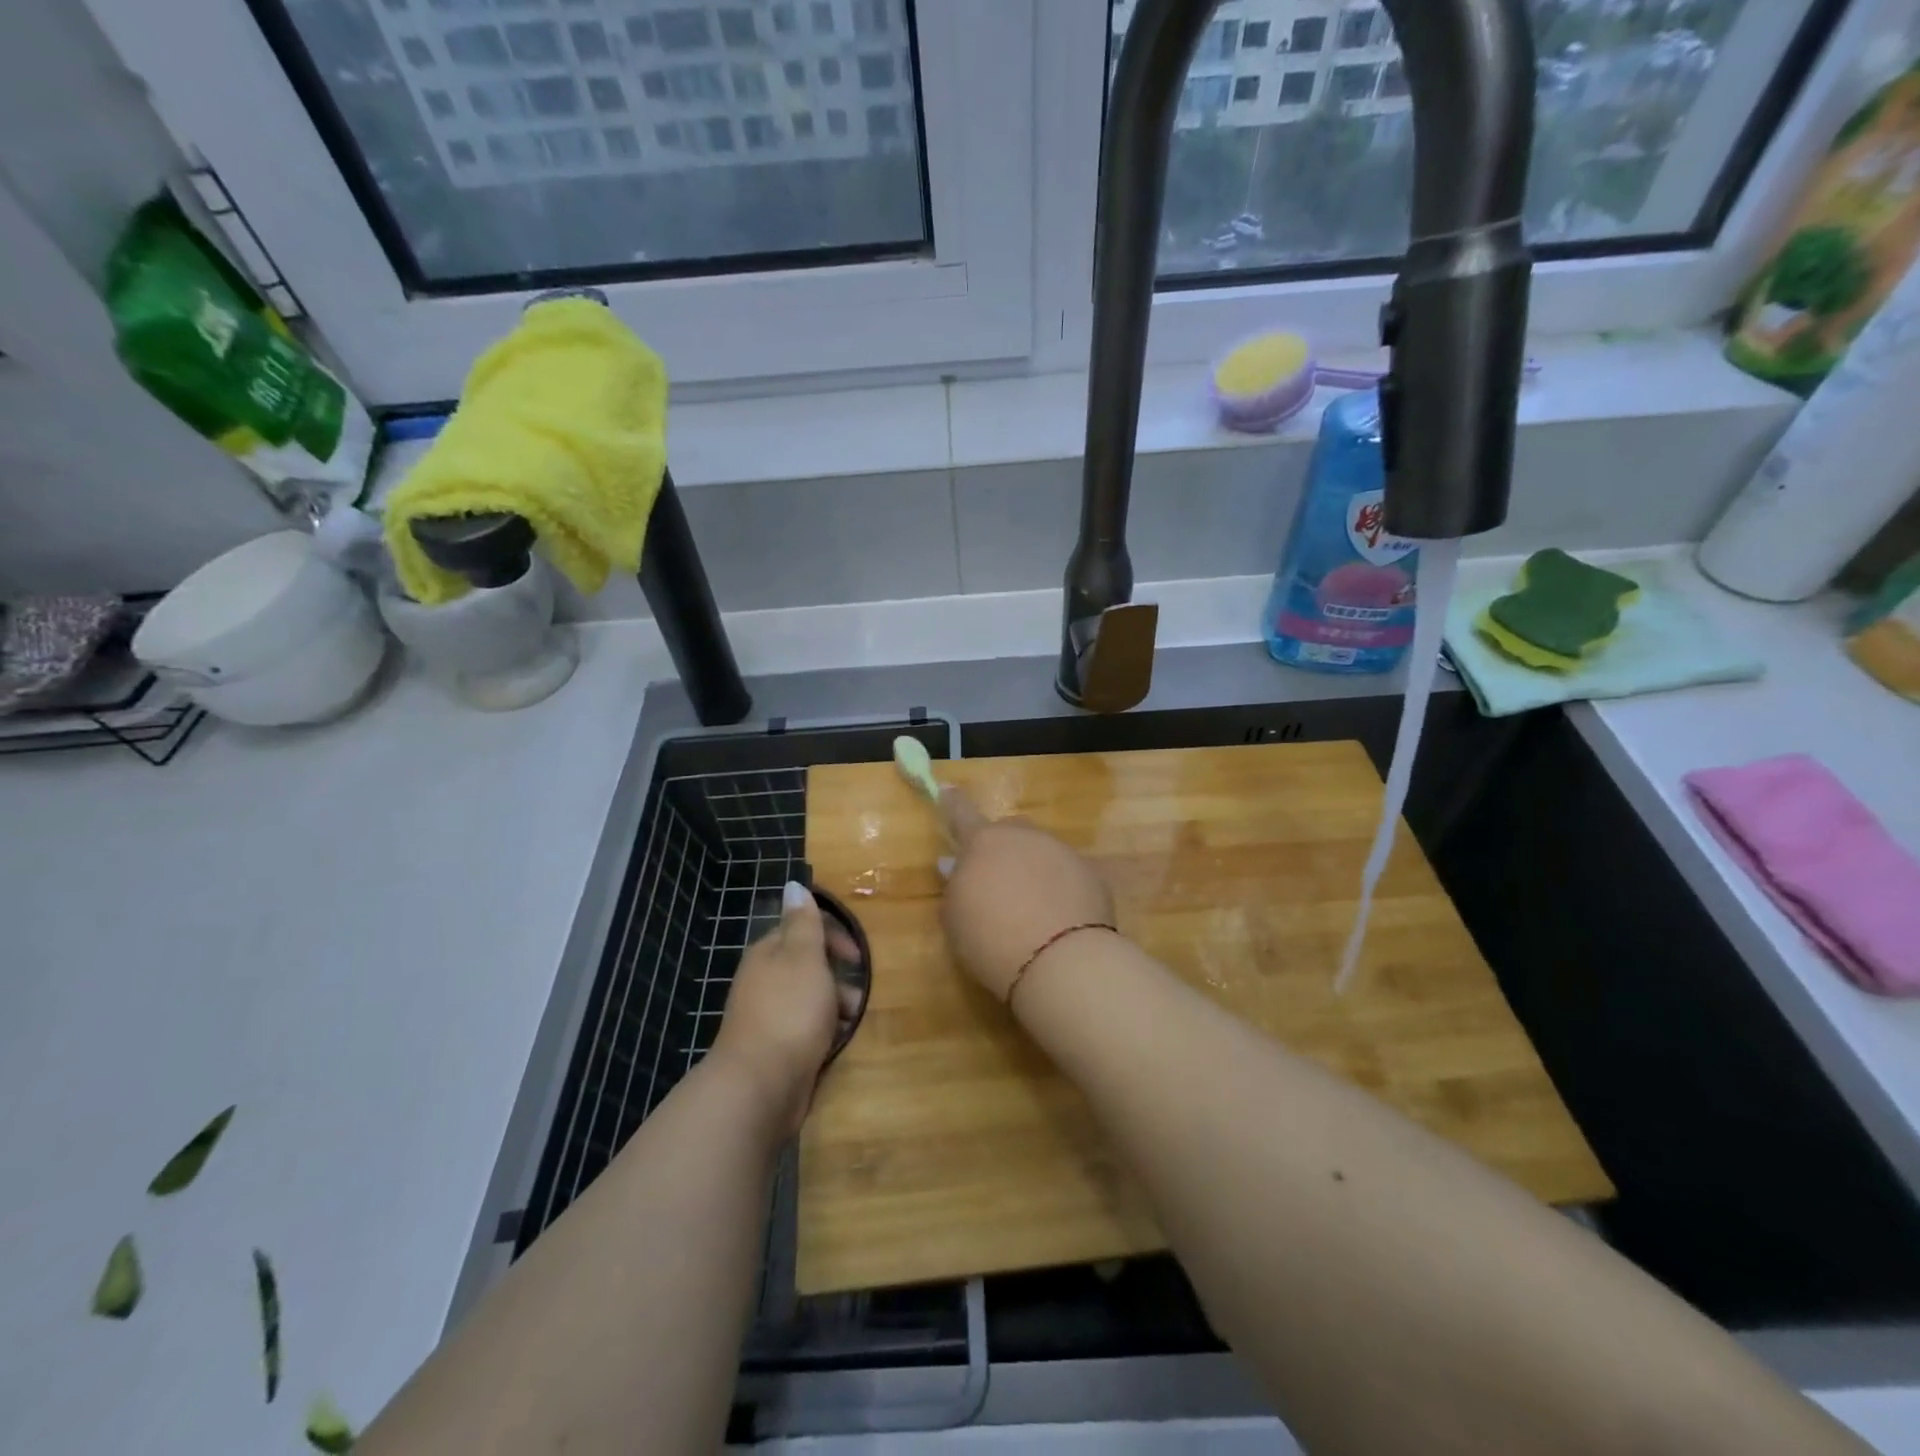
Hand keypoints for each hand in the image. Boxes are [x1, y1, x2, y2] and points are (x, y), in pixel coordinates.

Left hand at [710, 883, 860, 1138]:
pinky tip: (839, 1042)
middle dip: (839, 975)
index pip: (804, 929)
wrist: (759, 1085)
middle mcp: (765, 980)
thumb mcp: (804, 957)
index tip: (858, 957)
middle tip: (860, 993)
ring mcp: (769, 1015)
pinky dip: (826, 1031)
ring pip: (811, 999)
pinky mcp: (776, 1048)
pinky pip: (808, 1029)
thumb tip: (794, 883)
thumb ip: (804, 923)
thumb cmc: (789, 1012)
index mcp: (769, 953)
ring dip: (836, 1005)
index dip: (835, 937)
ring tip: (853, 1021)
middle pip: (810, 965)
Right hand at [937, 788, 1116, 1002]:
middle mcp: (1024, 837)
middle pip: (1009, 832)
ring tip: (1030, 909)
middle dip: (1002, 848)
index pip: (962, 813)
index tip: (948, 790)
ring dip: (1033, 869)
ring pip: (1041, 852)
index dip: (953, 803)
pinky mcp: (1091, 874)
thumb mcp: (955, 918)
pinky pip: (1067, 874)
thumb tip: (956, 865)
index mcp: (984, 842)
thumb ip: (955, 886)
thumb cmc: (991, 939)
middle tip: (997, 881)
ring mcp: (1062, 852)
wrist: (1061, 961)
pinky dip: (1060, 889)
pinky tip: (1058, 919)